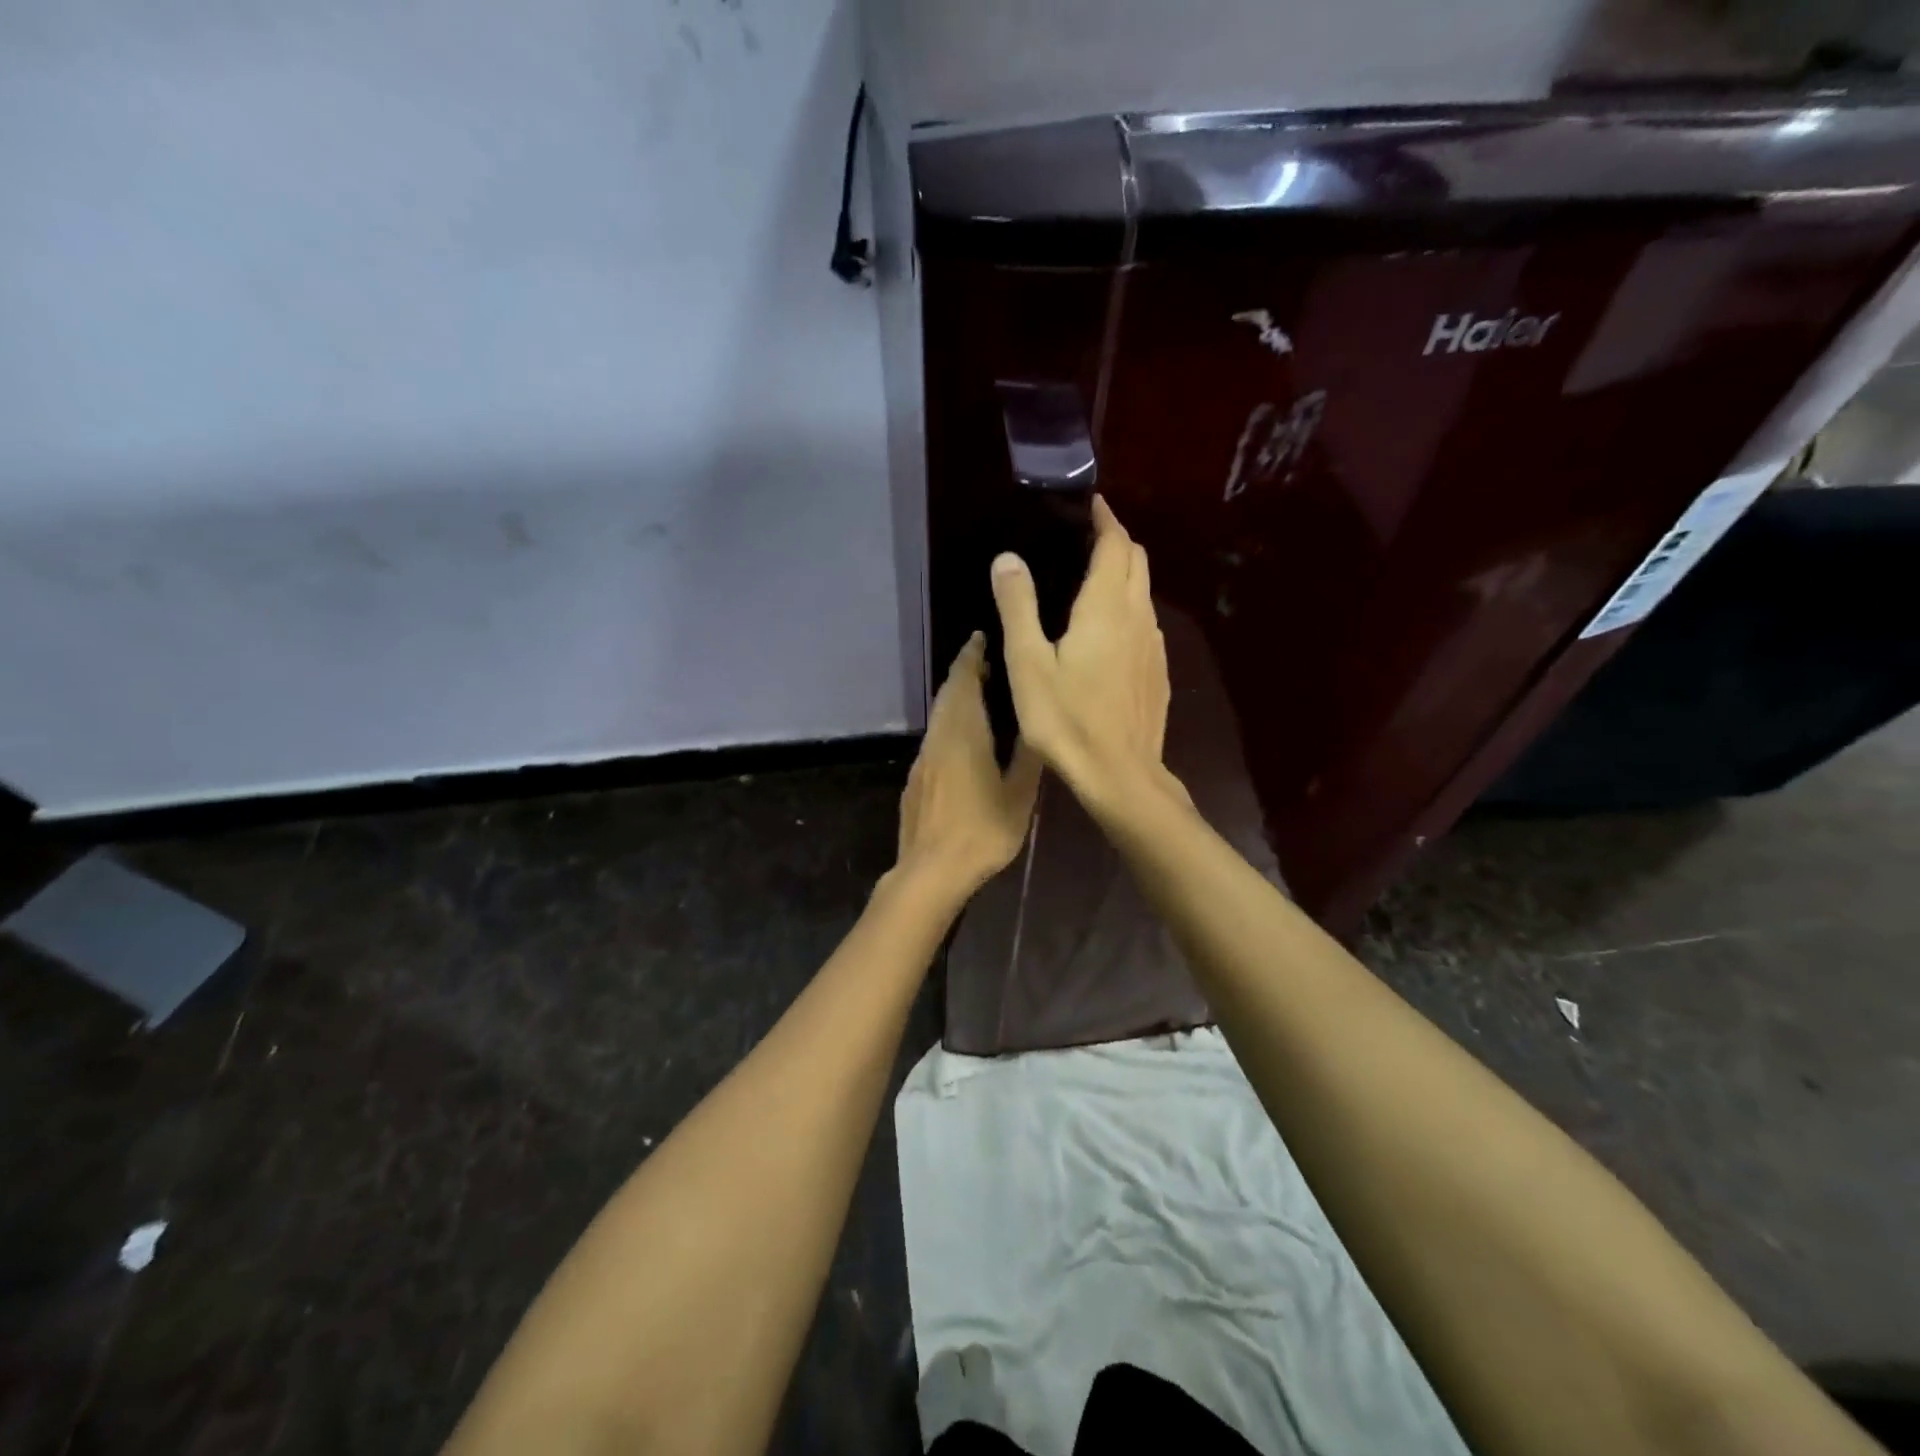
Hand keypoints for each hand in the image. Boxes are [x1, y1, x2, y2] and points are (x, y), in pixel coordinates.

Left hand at [895, 632, 1043, 899]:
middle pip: (947, 695)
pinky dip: (947, 727)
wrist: (930, 870)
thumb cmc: (982, 831)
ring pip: (938, 718)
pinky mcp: (914, 781)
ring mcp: (922, 760)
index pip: (964, 682)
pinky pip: (933, 740)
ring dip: (955, 700)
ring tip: (977, 698)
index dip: (971, 657)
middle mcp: (938, 738)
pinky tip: (960, 743)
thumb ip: (1029, 756)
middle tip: (984, 663)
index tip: (979, 638)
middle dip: (963, 674)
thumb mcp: (1019, 795)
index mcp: (964, 733)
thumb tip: (1039, 722)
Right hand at [989, 496, 1177, 821]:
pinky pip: (1147, 623)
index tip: (1091, 503)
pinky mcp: (1157, 672)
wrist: (1120, 775)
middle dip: (1117, 541)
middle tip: (1087, 537)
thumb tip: (1007, 557)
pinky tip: (1109, 633)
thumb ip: (1019, 606)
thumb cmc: (1067, 719)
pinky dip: (1130, 609)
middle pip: (1137, 561)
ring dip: (1125, 575)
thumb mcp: (1029, 664)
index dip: (1105, 519)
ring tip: (1094, 579)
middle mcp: (1138, 617)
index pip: (1115, 545)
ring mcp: (1154, 646)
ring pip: (1145, 593)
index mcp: (1107, 607)